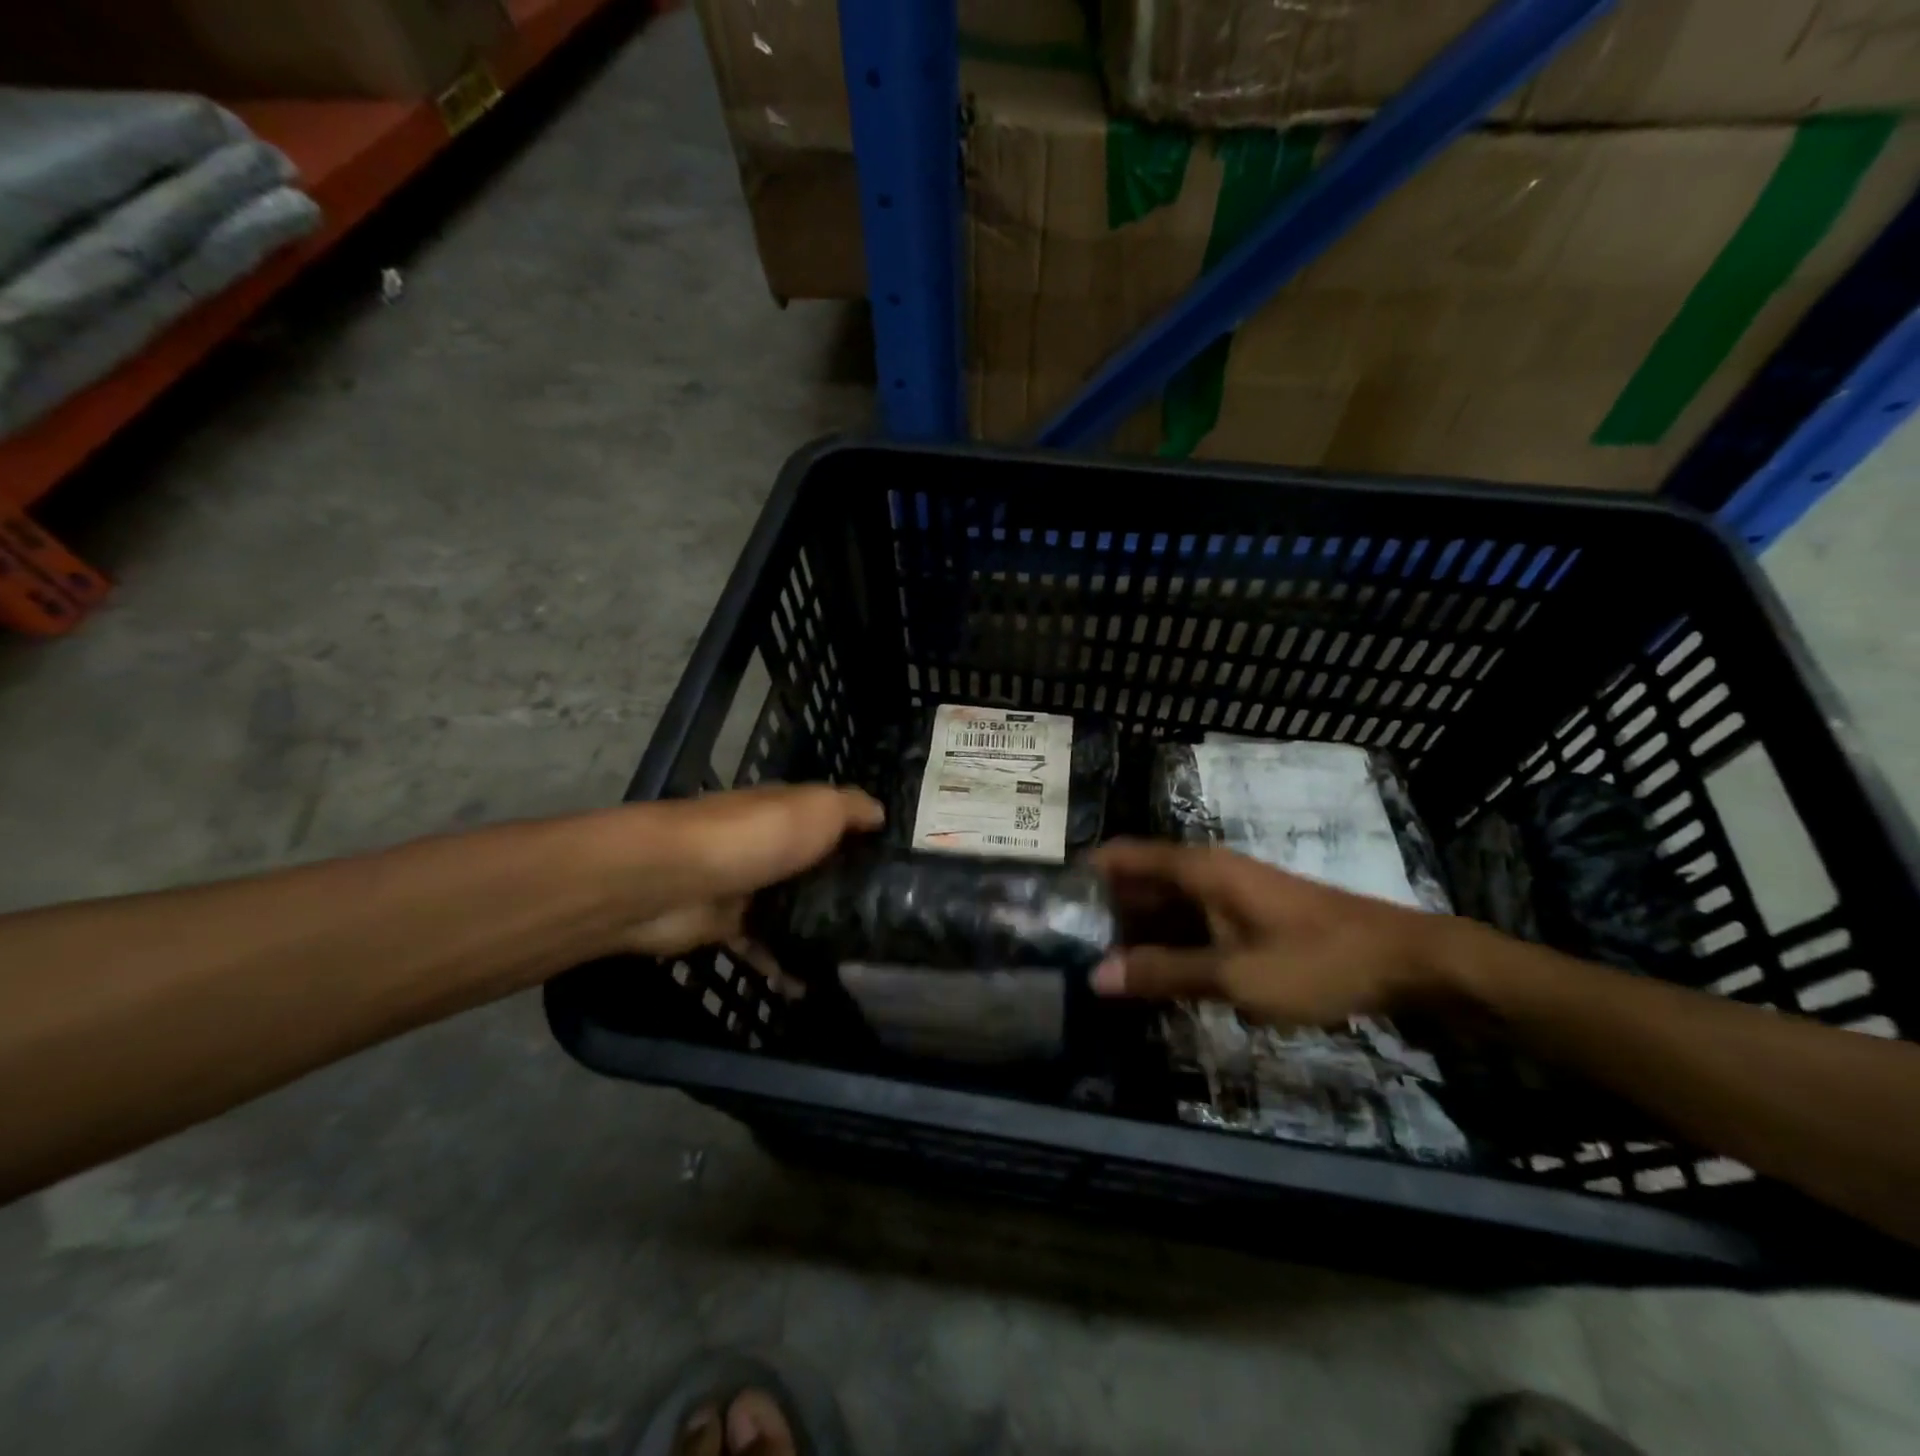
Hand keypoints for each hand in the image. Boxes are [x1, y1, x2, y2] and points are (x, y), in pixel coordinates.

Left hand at [596, 784, 883, 956]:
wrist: (673, 881)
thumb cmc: (756, 836)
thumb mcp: (818, 808)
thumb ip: (851, 809)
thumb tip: (881, 813)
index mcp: (788, 810)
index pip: (831, 820)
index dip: (861, 838)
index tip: (897, 866)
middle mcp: (768, 844)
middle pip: (812, 866)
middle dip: (842, 889)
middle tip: (885, 919)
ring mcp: (746, 886)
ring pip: (790, 908)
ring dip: (815, 930)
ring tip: (855, 958)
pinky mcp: (726, 925)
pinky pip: (763, 946)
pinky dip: (783, 965)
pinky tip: (810, 985)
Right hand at [1092, 840, 1450, 1025]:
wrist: (1407, 963)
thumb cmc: (1316, 961)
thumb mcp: (1234, 975)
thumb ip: (1162, 973)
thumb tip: (1096, 975)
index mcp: (1198, 869)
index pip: (1122, 856)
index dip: (1085, 875)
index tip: (1051, 906)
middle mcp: (1208, 871)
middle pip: (1140, 881)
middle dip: (1106, 912)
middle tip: (1069, 951)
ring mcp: (1231, 892)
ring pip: (1167, 905)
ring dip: (1137, 932)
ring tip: (1103, 969)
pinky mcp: (1250, 916)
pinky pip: (1193, 922)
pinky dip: (1170, 943)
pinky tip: (1157, 977)